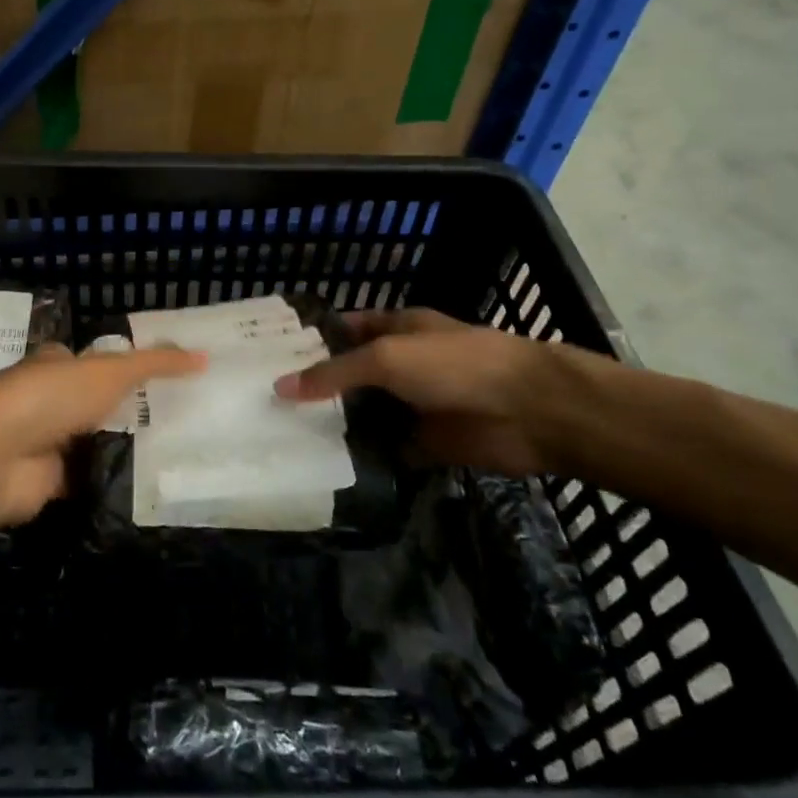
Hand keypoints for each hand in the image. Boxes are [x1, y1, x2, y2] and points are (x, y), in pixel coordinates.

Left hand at [0, 343, 205, 525]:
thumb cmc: (52, 398)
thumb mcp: (112, 371)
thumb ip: (156, 364)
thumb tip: (203, 356)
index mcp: (53, 364)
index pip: (90, 360)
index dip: (121, 366)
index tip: (163, 378)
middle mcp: (46, 400)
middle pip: (93, 403)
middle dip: (126, 411)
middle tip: (178, 417)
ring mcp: (46, 442)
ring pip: (92, 441)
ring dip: (120, 447)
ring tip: (174, 450)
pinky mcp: (49, 481)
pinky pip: (89, 478)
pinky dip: (110, 481)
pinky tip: (148, 484)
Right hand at [273, 308, 559, 476]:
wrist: (529, 411)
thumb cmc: (454, 365)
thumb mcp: (387, 358)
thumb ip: (334, 373)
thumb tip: (281, 386)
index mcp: (397, 329)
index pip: (346, 329)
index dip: (312, 339)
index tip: (271, 356)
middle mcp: (403, 364)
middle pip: (353, 375)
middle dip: (318, 387)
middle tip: (268, 404)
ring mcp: (415, 405)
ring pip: (367, 414)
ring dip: (338, 425)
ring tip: (286, 438)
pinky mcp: (427, 443)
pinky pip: (386, 450)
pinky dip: (365, 459)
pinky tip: (328, 468)